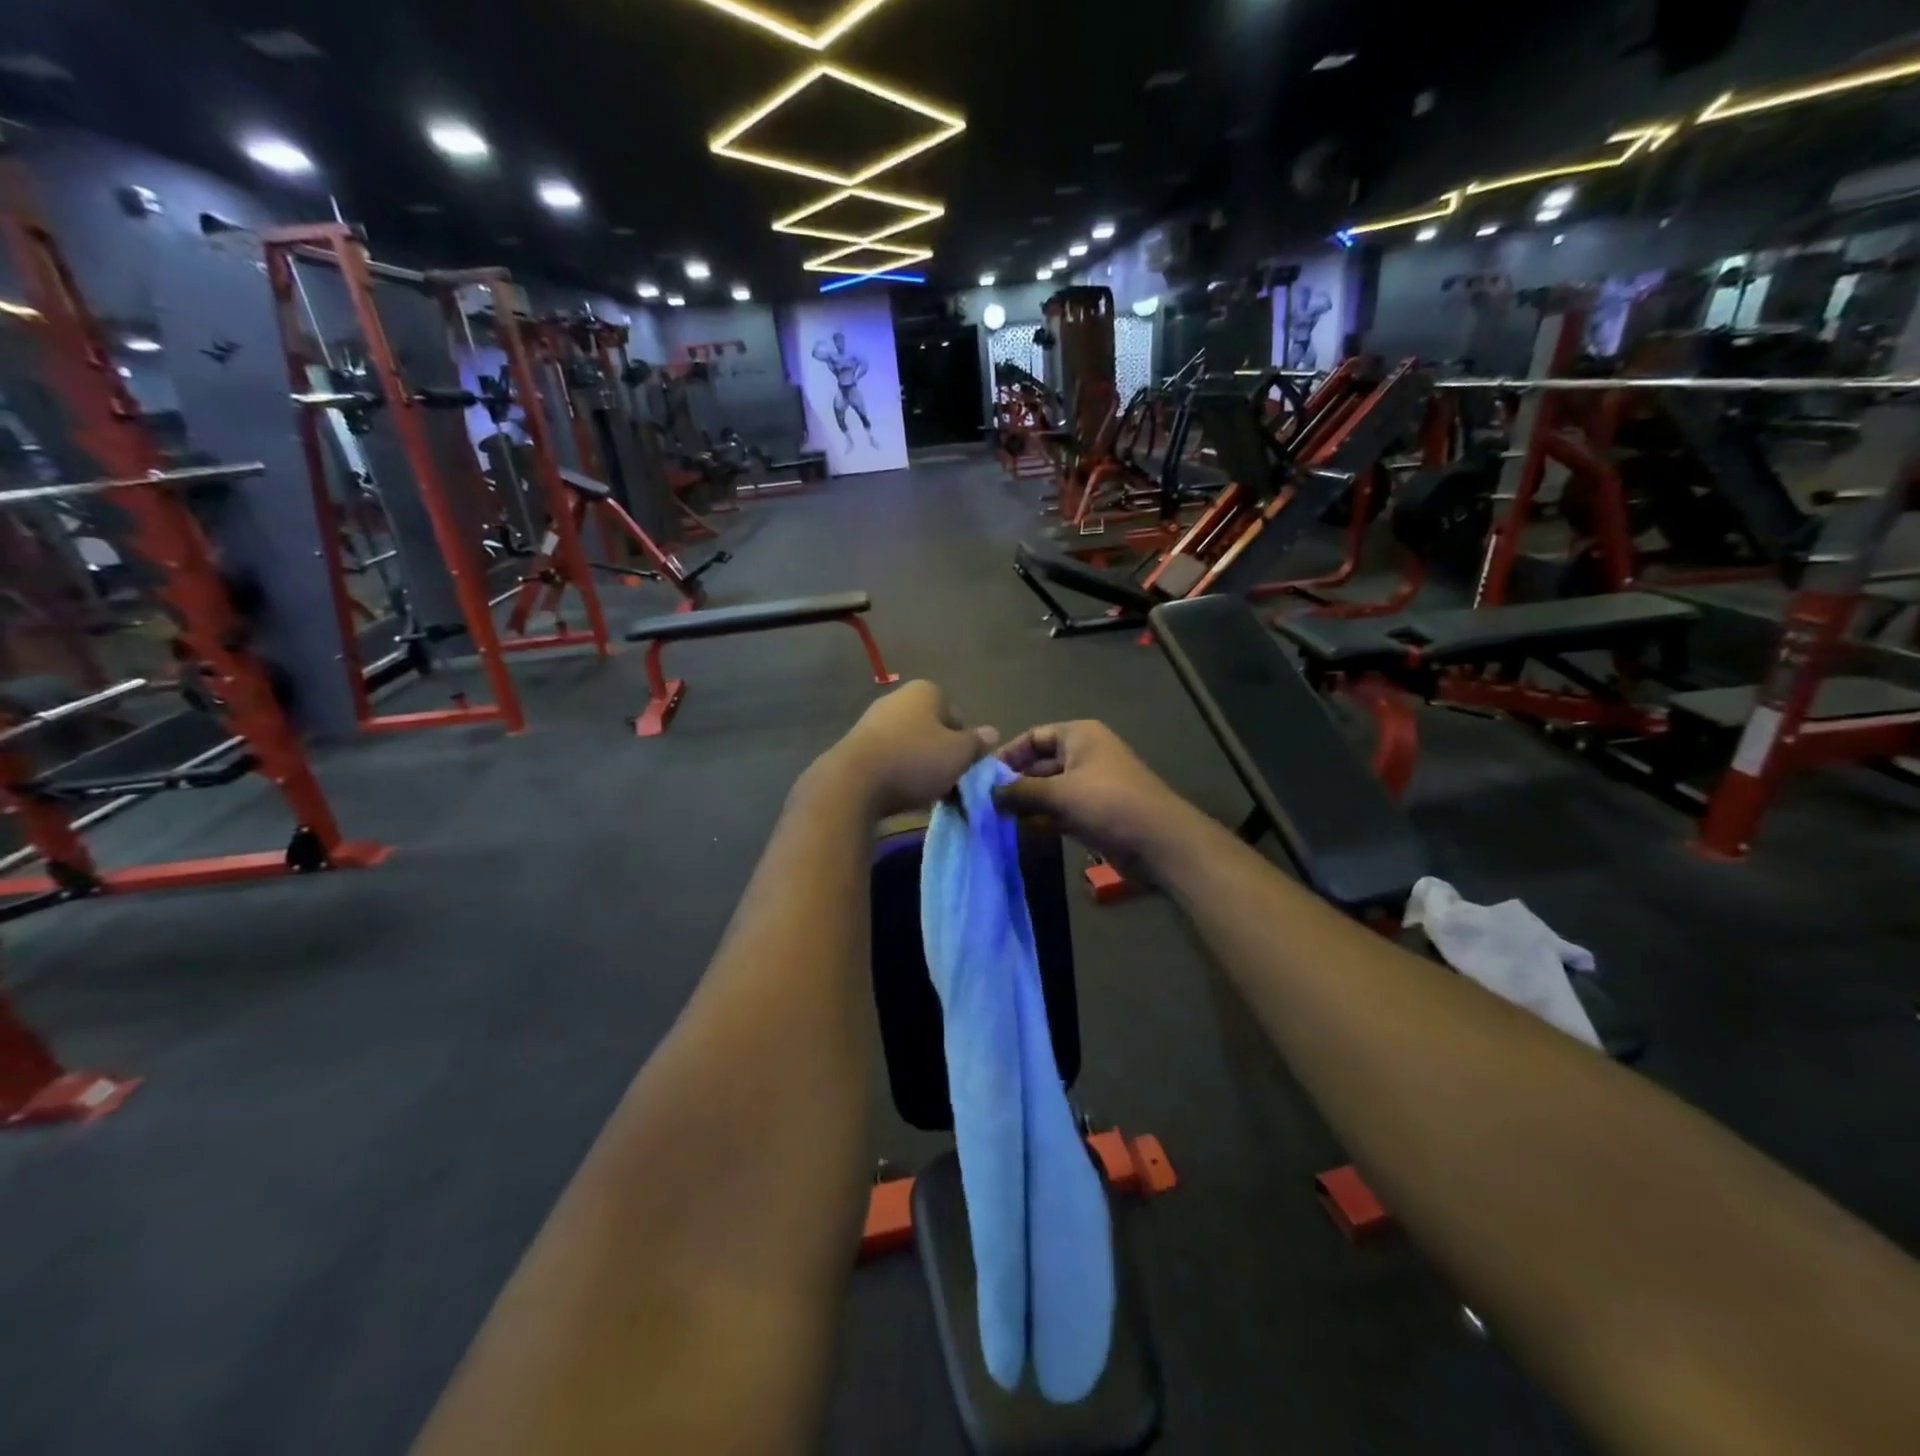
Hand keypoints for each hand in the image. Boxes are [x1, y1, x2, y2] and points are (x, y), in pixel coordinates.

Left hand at [818, 681, 997, 817]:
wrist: (852, 783)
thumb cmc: (915, 760)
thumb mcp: (959, 754)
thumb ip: (977, 743)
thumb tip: (991, 733)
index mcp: (926, 691)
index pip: (957, 716)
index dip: (965, 743)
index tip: (964, 767)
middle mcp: (897, 698)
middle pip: (932, 730)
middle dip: (941, 755)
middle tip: (947, 783)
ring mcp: (872, 721)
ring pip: (909, 745)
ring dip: (919, 767)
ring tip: (924, 794)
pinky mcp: (854, 746)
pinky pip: (887, 759)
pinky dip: (896, 774)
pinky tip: (899, 794)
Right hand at [993, 721, 1188, 862]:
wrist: (1159, 842)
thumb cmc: (1109, 803)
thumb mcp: (1060, 793)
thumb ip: (1020, 792)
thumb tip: (988, 795)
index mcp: (1079, 736)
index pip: (1033, 736)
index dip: (1008, 754)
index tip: (981, 776)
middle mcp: (1084, 755)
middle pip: (1039, 763)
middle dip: (1013, 782)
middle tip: (982, 801)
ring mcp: (1090, 786)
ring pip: (1048, 790)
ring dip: (1024, 803)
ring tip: (993, 818)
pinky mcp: (1093, 813)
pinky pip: (1059, 810)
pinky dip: (1040, 818)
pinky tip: (1017, 830)